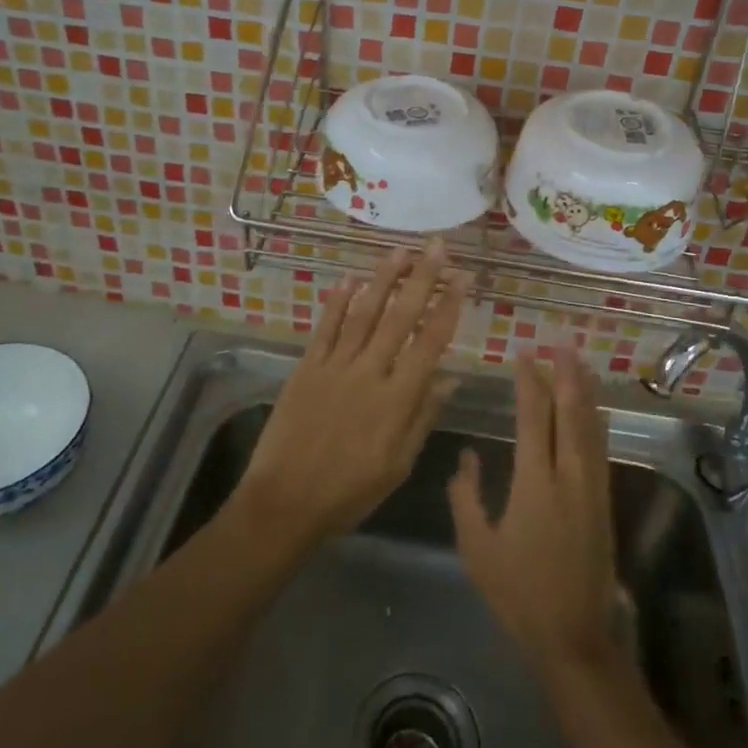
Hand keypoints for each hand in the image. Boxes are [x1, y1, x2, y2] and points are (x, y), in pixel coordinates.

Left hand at [234, 244, 469, 551]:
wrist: (285, 502)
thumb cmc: (349, 491)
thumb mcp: (398, 464)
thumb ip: (423, 416)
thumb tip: (449, 377)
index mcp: (397, 399)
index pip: (430, 342)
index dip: (448, 307)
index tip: (462, 278)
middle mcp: (368, 373)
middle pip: (399, 317)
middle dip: (421, 278)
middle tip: (436, 246)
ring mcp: (334, 366)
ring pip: (363, 313)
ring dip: (382, 279)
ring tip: (399, 251)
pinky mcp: (306, 368)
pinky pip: (325, 328)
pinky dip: (337, 302)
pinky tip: (349, 279)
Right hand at [449, 350, 619, 673]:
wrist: (574, 634)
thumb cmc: (518, 592)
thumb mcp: (477, 547)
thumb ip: (467, 496)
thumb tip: (467, 457)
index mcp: (534, 482)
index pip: (532, 418)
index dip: (529, 384)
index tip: (524, 356)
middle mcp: (568, 476)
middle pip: (570, 413)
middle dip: (566, 376)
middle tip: (562, 344)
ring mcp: (592, 488)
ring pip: (591, 428)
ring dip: (585, 393)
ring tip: (581, 365)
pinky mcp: (604, 503)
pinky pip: (601, 449)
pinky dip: (598, 422)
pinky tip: (598, 412)